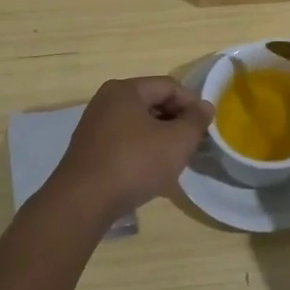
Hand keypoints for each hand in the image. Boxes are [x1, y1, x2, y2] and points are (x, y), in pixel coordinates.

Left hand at [42, 77, 213, 224]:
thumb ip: (196, 120)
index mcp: (126, 90)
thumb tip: (205, 107)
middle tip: (193, 143)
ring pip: (138, 123)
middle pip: (152, 102)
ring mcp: (94, 125)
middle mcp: (106, 101)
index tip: (206, 127)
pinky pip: (124, 141)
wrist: (83, 203)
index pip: (169, 86)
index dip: (192, 103)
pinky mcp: (89, 149)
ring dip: (160, 137)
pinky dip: (141, 150)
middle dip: (176, 121)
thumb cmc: (134, 164)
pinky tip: (150, 171)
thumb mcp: (177, 141)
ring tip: (175, 159)